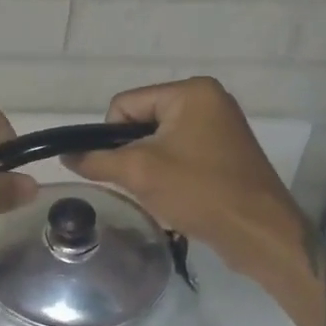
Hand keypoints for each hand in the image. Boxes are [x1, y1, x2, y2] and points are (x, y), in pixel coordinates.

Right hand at [63, 77, 302, 263]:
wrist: (260, 233)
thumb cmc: (199, 192)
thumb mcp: (139, 173)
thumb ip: (96, 160)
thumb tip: (66, 156)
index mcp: (190, 92)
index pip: (125, 104)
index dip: (111, 137)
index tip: (123, 169)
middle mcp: (208, 99)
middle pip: (142, 120)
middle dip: (133, 153)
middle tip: (140, 183)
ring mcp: (220, 125)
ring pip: (159, 139)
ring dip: (150, 165)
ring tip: (158, 192)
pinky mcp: (226, 150)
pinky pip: (180, 152)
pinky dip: (170, 172)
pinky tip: (175, 195)